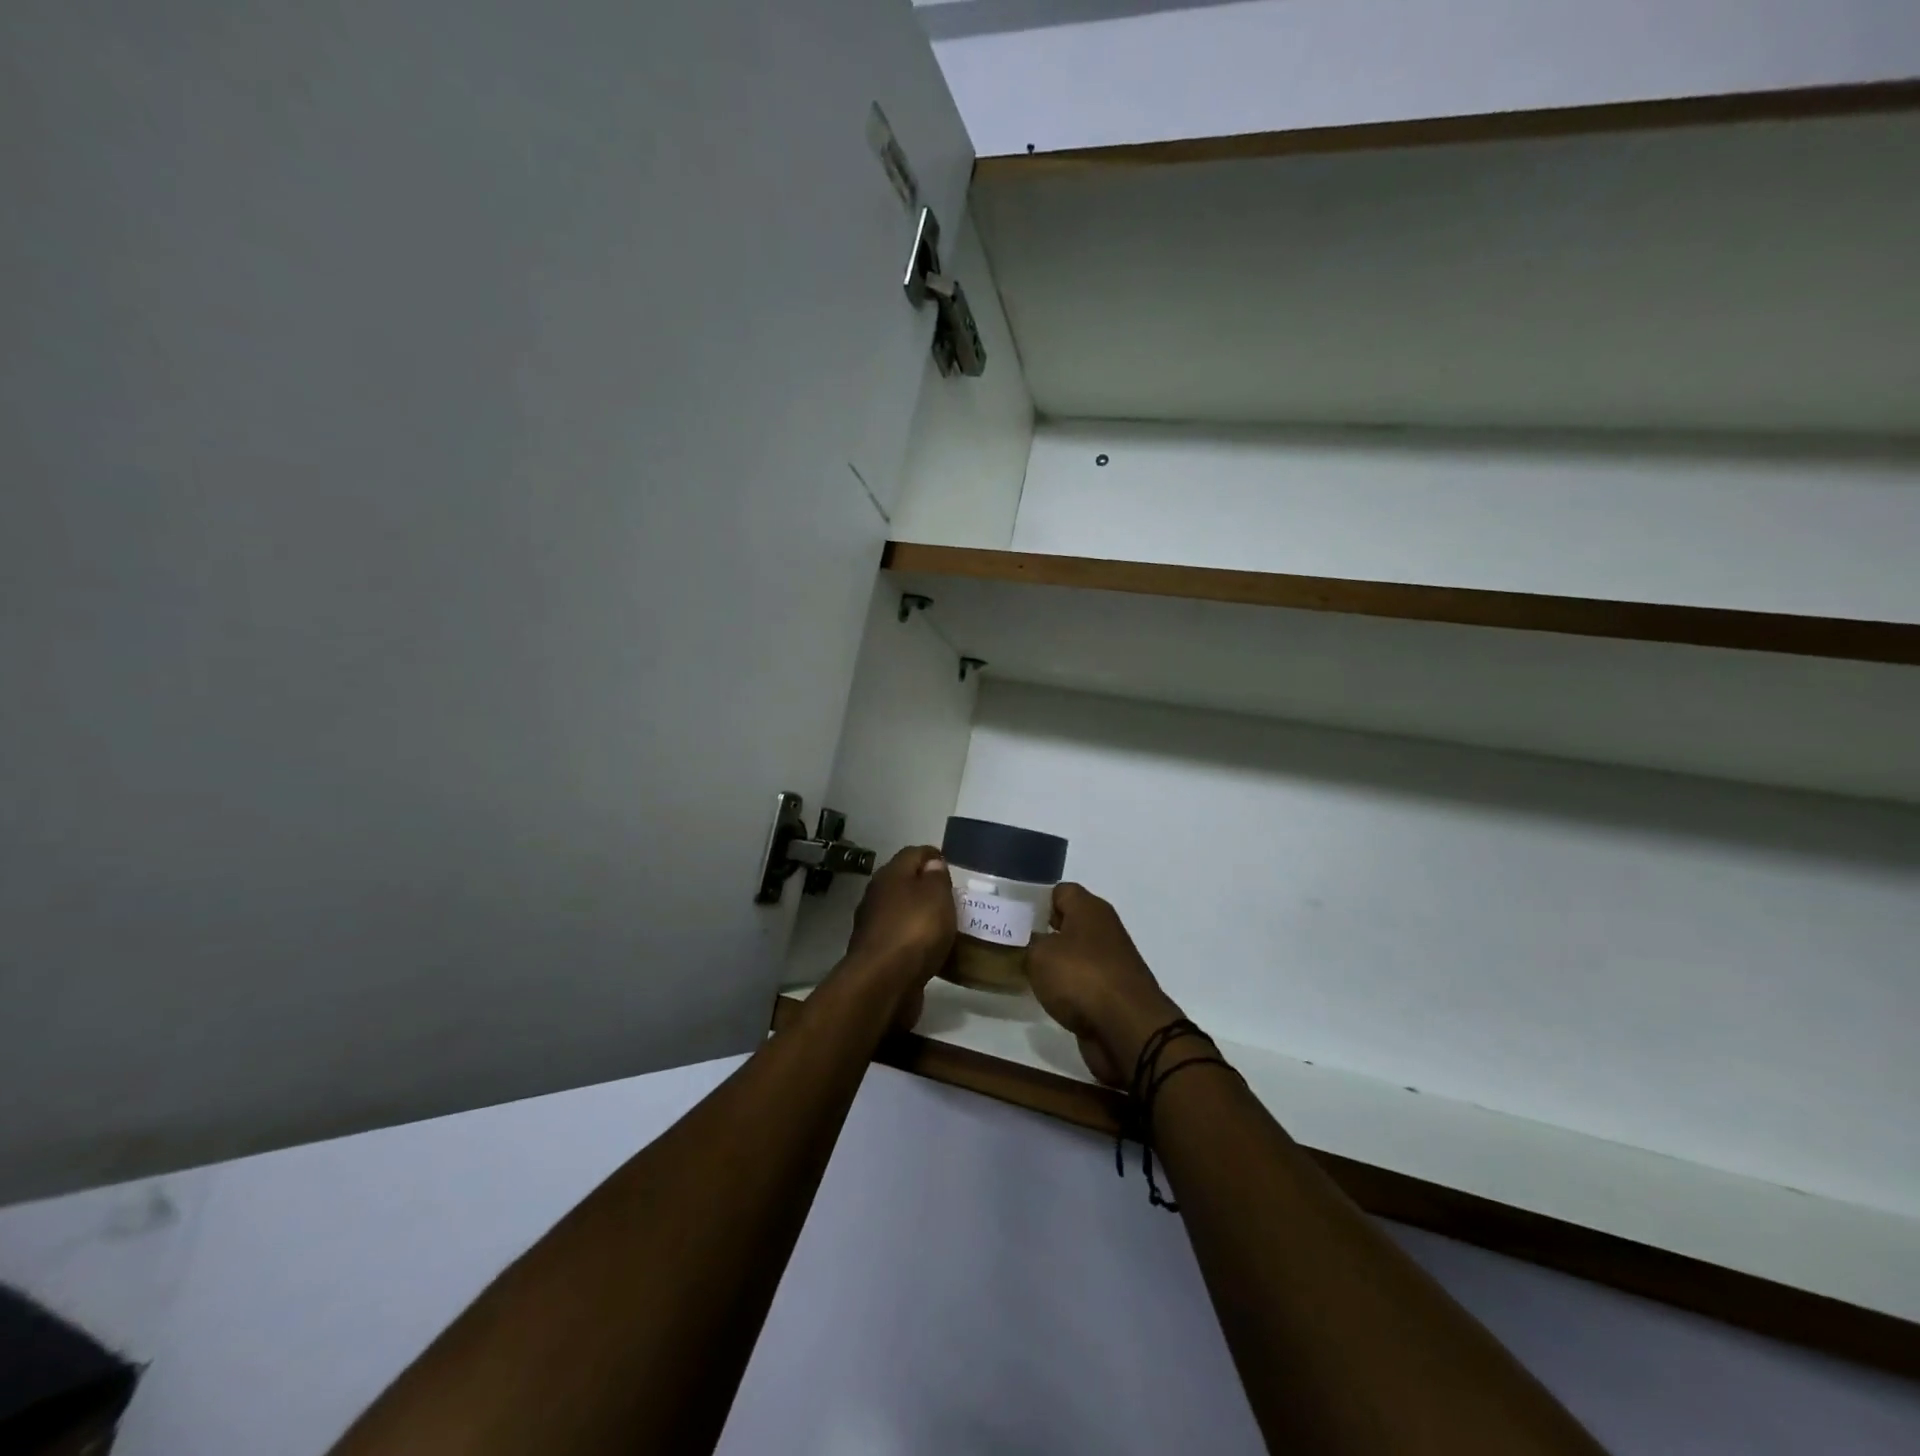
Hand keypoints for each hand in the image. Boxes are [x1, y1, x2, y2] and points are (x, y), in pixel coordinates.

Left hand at [844, 846, 955, 1006]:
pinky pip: (900, 939)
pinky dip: (914, 941)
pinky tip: (930, 951)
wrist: (883, 983)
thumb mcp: (937, 895)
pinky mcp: (875, 954)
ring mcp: (873, 926)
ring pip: (901, 912)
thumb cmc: (915, 930)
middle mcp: (877, 896)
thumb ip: (937, 877)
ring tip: (945, 926)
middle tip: (952, 898)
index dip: (933, 856)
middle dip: (926, 887)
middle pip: (904, 883)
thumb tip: (931, 864)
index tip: (952, 867)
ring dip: (919, 916)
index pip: (913, 853)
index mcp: (890, 874)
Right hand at [1026, 884, 1184, 1086]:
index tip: (1013, 916)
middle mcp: (1103, 929)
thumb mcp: (1040, 954)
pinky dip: (1066, 987)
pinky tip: (1045, 995)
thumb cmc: (1081, 977)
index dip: (1036, 901)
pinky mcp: (1111, 992)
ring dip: (1053, 963)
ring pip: (1074, 954)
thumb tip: (1031, 942)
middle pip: (1067, 922)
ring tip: (1022, 970)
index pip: (1060, 891)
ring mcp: (1110, 962)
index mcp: (1089, 909)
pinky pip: (1081, 981)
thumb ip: (1030, 943)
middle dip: (1041, 932)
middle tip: (1011, 943)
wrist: (1126, 1028)